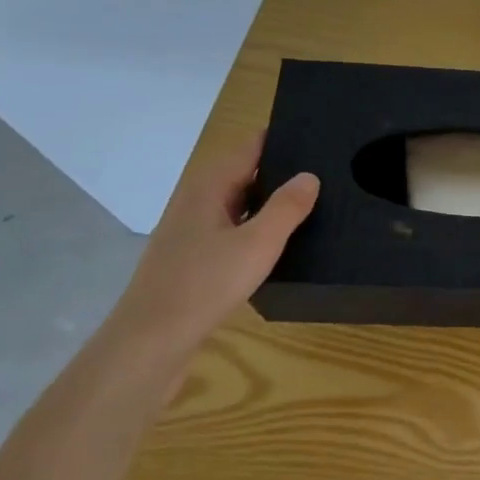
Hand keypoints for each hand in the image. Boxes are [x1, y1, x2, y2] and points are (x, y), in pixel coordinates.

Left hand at [108, 132, 318, 354]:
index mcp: (209, 187)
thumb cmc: (204, 285)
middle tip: (328, 171)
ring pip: (239, 204)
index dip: (280, 139)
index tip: (318, 136)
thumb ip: (286, 207)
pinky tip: (282, 243)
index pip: (249, 147)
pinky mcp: (194, 259)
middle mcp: (197, 201)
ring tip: (314, 204)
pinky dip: (257, 228)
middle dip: (281, 170)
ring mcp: (192, 232)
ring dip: (270, 202)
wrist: (150, 343)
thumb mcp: (258, 243)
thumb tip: (310, 175)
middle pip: (244, 173)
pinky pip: (233, 230)